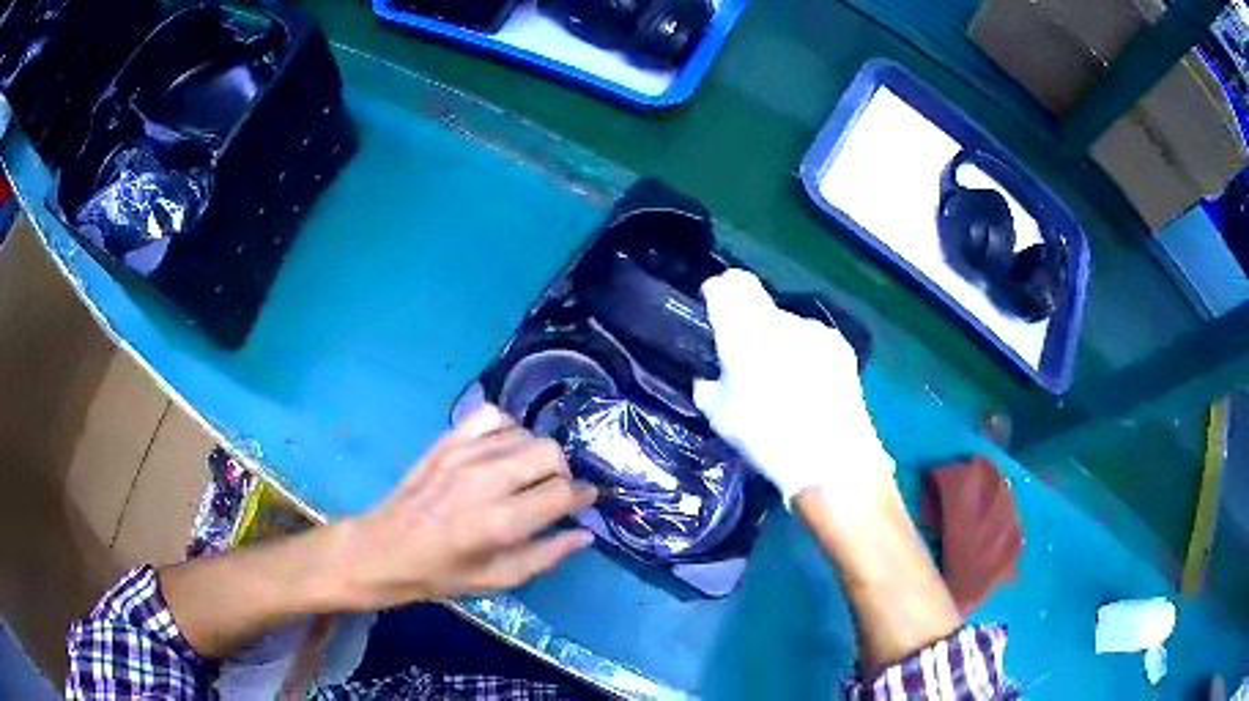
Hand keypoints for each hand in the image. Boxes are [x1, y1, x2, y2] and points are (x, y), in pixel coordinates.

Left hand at [327, 405, 597, 610]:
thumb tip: (585, 533)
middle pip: (550, 453)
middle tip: (551, 492)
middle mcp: (486, 481)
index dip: (582, 497)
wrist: (384, 549)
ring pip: (525, 433)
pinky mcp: (447, 440)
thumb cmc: (442, 573)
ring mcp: (464, 454)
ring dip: (534, 455)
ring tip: (523, 475)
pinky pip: (492, 415)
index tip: (584, 500)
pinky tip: (501, 451)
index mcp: (500, 523)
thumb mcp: (499, 579)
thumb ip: (547, 555)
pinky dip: (506, 429)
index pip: (562, 493)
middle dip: (562, 473)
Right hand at [693, 269, 893, 511]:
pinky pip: (811, 340)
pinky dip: (803, 353)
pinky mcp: (840, 348)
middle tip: (745, 359)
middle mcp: (781, 321)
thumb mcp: (723, 420)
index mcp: (745, 332)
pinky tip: (807, 384)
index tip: (713, 306)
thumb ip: (710, 391)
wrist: (832, 459)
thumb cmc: (768, 439)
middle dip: (748, 323)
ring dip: (778, 340)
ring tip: (781, 379)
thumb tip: (709, 382)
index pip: (728, 286)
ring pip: (786, 324)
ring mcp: (814, 332)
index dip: (718, 292)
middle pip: (758, 304)